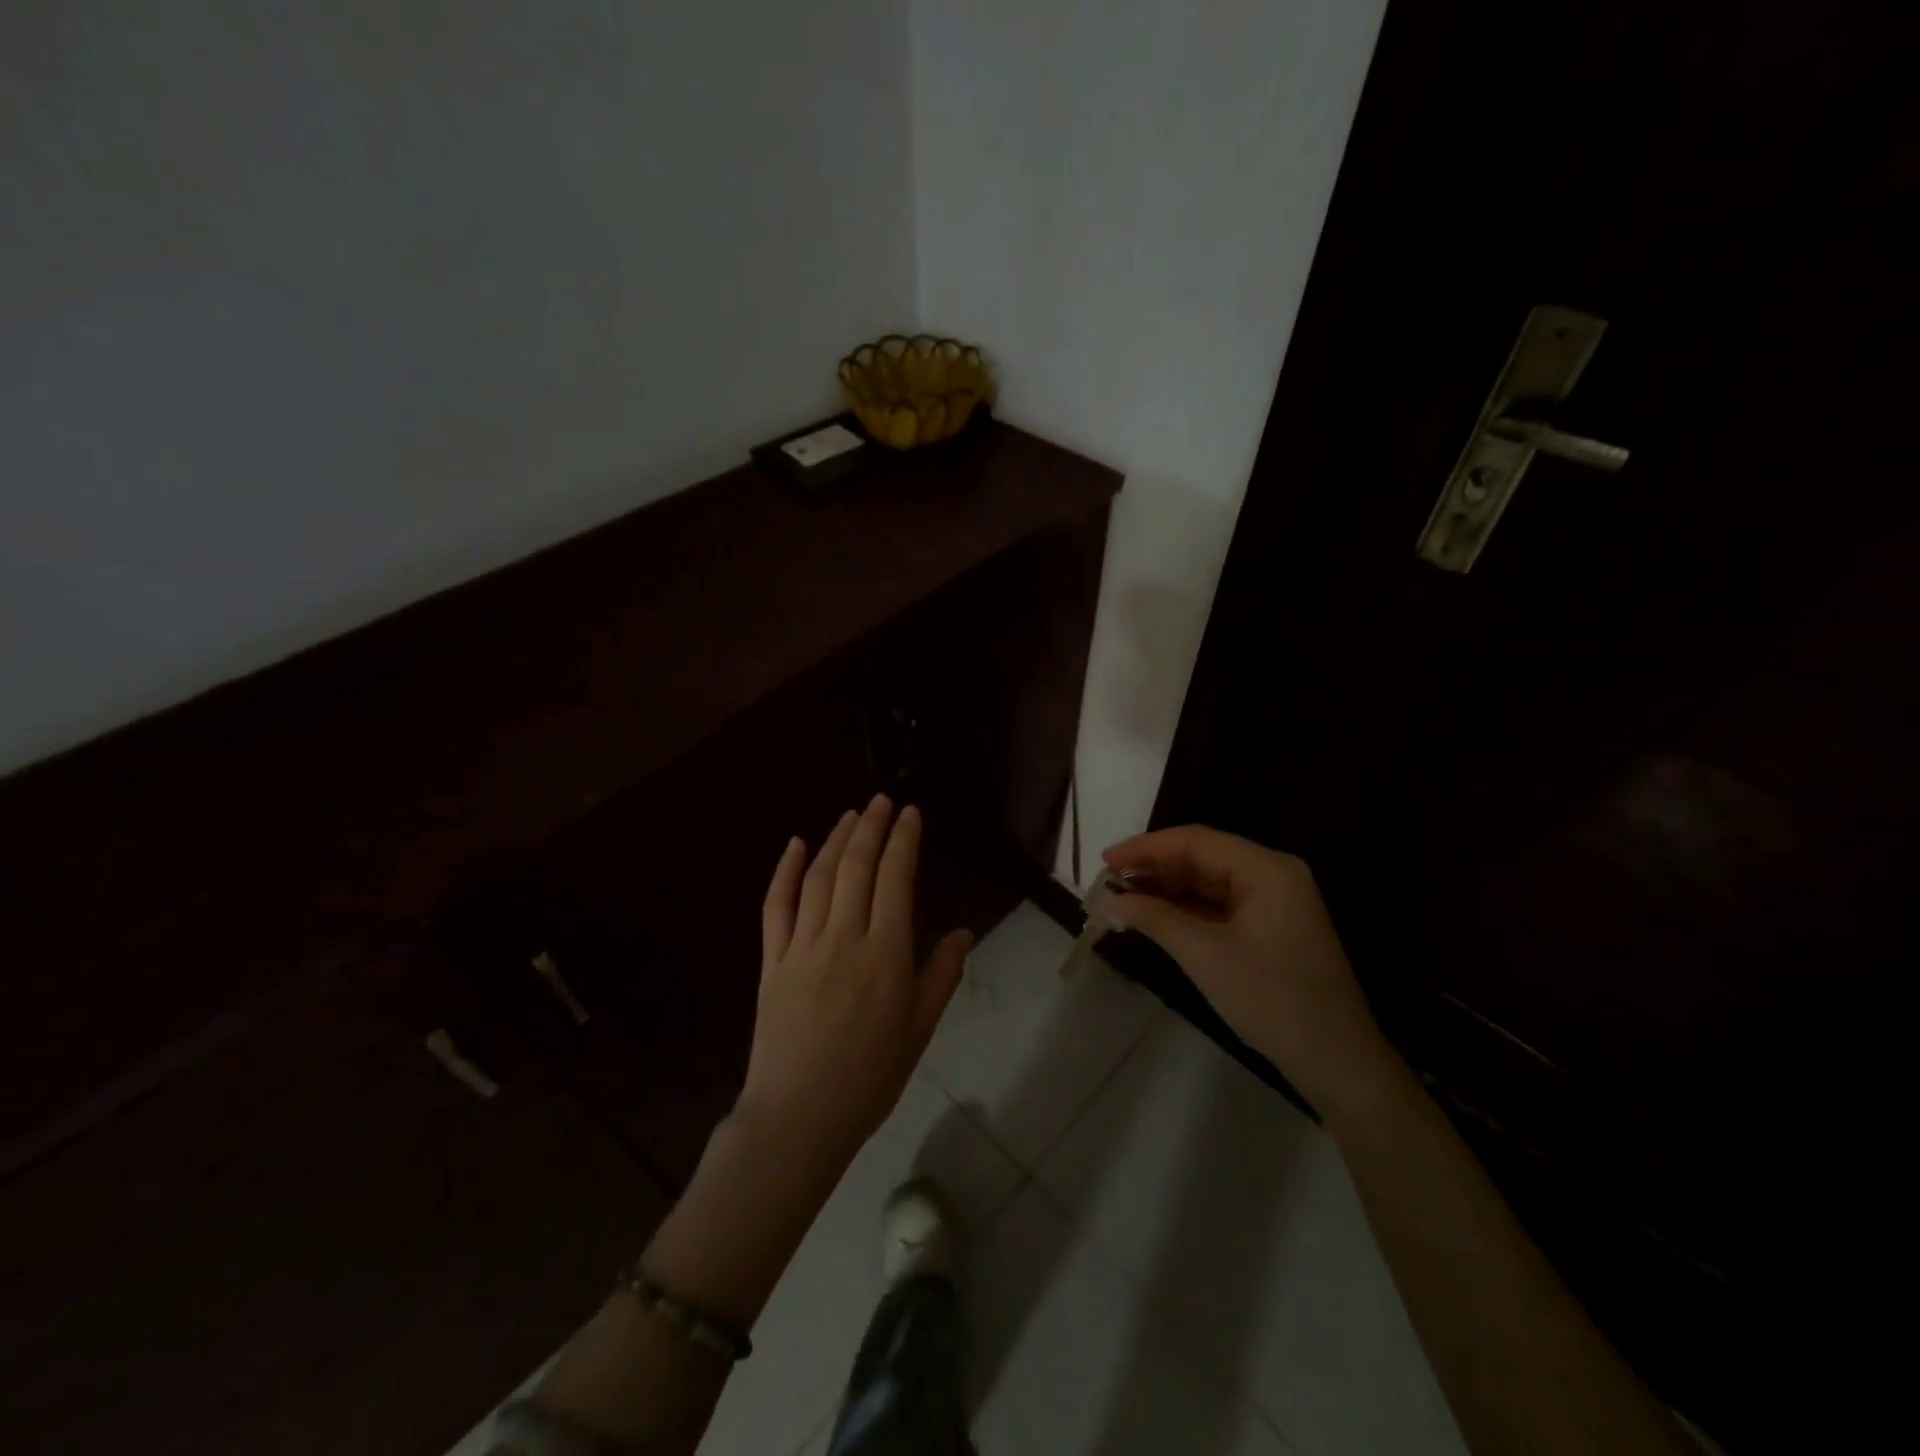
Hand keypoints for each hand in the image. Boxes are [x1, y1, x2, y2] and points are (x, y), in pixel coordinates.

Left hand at [739, 795, 971, 1179]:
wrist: (799, 1118)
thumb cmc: (870, 1077)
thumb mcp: (920, 1029)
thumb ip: (942, 975)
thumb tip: (964, 932)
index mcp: (886, 954)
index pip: (896, 879)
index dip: (903, 840)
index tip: (910, 813)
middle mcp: (844, 938)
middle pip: (857, 867)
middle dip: (871, 827)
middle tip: (881, 800)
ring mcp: (803, 946)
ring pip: (819, 878)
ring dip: (835, 840)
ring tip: (850, 815)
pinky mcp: (772, 961)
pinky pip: (776, 906)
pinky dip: (785, 871)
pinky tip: (796, 845)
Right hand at [1100, 825, 1392, 1113]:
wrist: (1337, 1062)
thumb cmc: (1272, 999)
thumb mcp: (1205, 955)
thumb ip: (1153, 918)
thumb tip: (1103, 899)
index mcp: (1266, 869)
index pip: (1195, 841)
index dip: (1145, 848)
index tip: (1104, 862)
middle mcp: (1271, 875)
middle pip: (1201, 857)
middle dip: (1153, 869)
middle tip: (1107, 885)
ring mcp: (1272, 902)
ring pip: (1207, 882)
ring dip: (1165, 891)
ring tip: (1121, 901)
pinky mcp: (1268, 928)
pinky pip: (1218, 906)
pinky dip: (1184, 911)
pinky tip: (1152, 918)